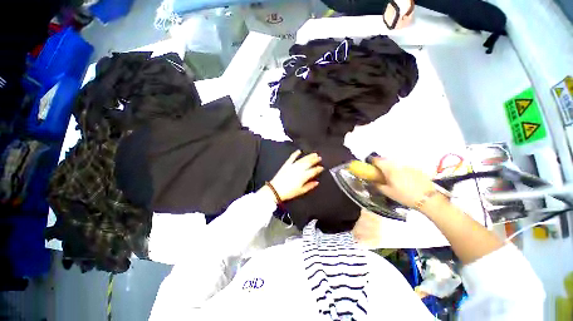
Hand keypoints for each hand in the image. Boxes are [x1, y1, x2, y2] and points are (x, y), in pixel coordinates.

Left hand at [267, 150, 322, 201]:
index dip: (318, 169)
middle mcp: (299, 169)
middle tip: (319, 157)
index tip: (322, 167)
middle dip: (315, 160)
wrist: (276, 190)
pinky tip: (299, 150)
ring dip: (309, 156)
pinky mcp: (286, 164)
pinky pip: (292, 157)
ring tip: (314, 154)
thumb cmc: (289, 192)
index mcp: (304, 176)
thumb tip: (317, 182)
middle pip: (309, 163)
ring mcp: (293, 166)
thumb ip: (310, 186)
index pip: (313, 171)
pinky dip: (295, 154)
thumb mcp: (301, 191)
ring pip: (302, 159)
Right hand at [355, 157, 435, 208]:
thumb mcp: (388, 192)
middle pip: (386, 161)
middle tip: (380, 174)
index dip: (371, 162)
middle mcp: (398, 164)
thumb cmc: (405, 195)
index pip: (377, 160)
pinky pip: (403, 167)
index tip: (370, 167)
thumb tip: (372, 182)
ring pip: (395, 163)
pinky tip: (403, 180)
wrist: (428, 198)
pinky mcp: (416, 169)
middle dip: (381, 165)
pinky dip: (400, 171)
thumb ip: (377, 185)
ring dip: (391, 167)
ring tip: (392, 178)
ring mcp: (407, 166)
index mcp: (389, 169)